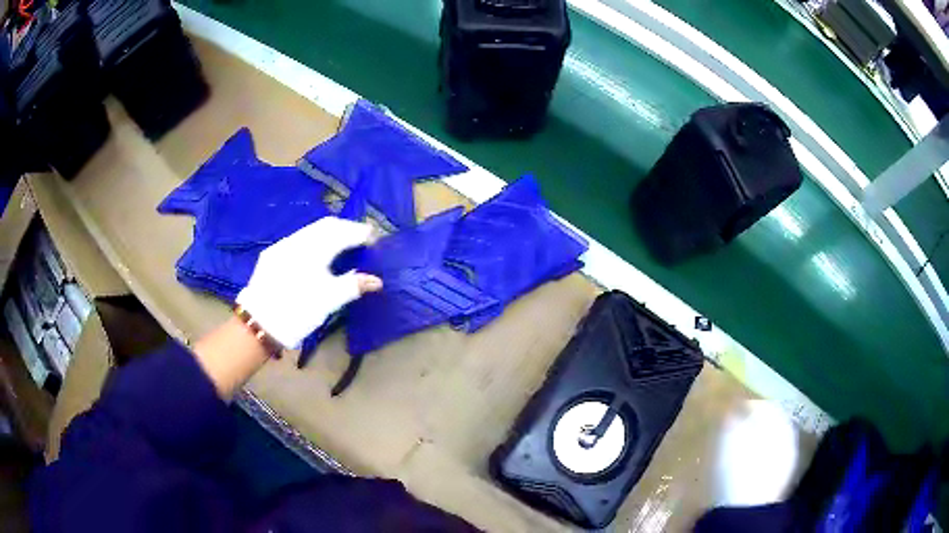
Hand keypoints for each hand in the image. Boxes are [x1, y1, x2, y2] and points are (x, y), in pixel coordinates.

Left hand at [236, 217, 381, 348]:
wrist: (259, 323)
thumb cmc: (298, 311)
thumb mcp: (329, 300)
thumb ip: (354, 285)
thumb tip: (377, 281)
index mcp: (315, 249)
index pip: (344, 232)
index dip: (362, 233)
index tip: (376, 239)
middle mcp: (299, 240)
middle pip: (328, 224)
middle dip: (347, 228)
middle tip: (362, 239)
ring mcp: (283, 245)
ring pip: (312, 229)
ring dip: (330, 233)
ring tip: (343, 245)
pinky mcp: (273, 253)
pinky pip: (299, 239)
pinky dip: (315, 241)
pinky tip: (317, 255)